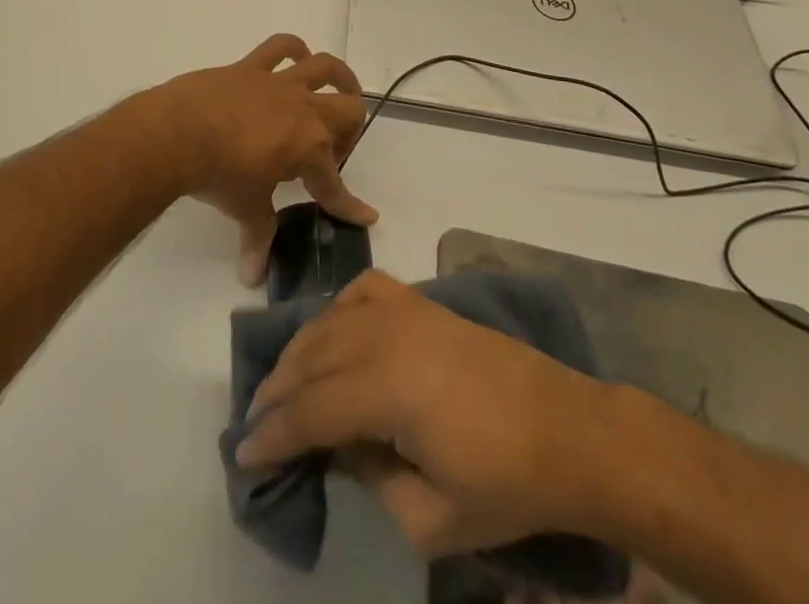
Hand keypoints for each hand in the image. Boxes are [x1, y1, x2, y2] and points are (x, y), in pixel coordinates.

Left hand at [151, 35, 376, 285]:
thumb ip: (258, 237)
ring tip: (342, 89)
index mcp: (310, 148)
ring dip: (340, 78)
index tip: (366, 216)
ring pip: (326, 68)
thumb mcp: (245, 209)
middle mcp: (305, 110)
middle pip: (349, 112)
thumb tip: (253, 278)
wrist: (179, 133)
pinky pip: (281, 47)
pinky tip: (297, 57)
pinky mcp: (252, 67)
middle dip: (350, 133)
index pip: (336, 185)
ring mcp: (279, 83)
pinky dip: (294, 49)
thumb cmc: (219, 175)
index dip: (351, 206)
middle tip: (332, 152)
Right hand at [236, 271, 603, 555]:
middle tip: (253, 422)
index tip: (242, 454)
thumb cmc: (504, 483)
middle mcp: (385, 336)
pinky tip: (332, 329)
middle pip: (312, 358)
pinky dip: (337, 308)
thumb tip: (338, 445)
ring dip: (298, 351)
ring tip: (281, 383)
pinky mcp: (421, 301)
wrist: (565, 429)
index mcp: (387, 390)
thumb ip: (371, 480)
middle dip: (276, 391)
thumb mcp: (432, 517)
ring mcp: (404, 311)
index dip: (273, 434)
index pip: (311, 409)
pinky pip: (363, 290)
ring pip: (330, 320)